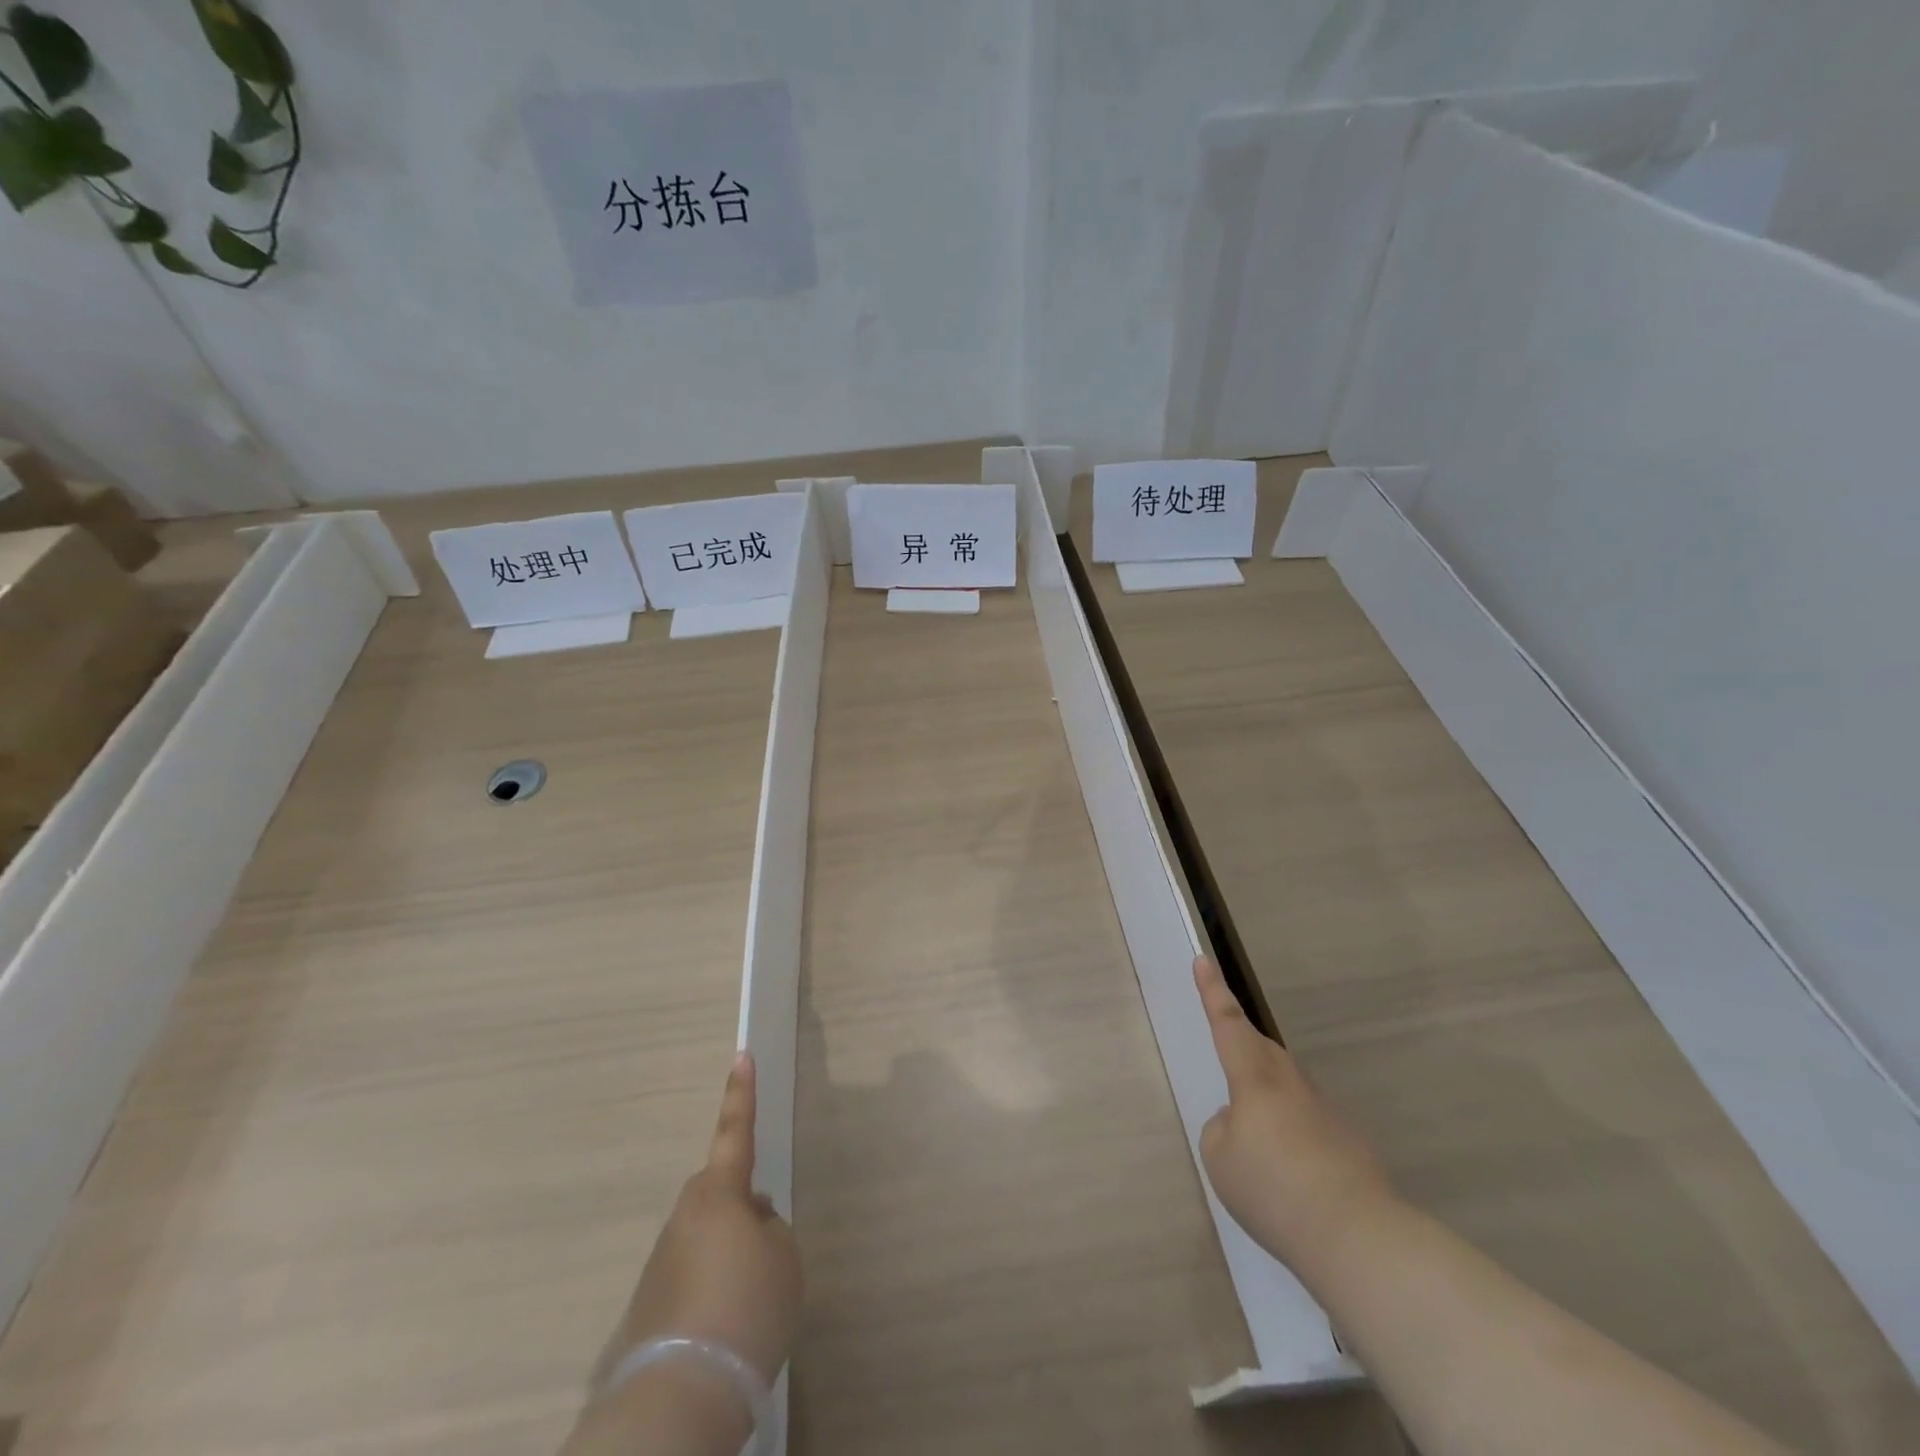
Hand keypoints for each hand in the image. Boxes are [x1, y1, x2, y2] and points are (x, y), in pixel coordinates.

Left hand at [599, 1053, 802, 1385]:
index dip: (742, 1093)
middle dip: (741, 1207)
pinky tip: (724, 1331)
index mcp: (720, 1193)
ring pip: (706, 1237)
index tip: (741, 1055)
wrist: (681, 1394)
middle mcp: (685, 1216)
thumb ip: (771, 1228)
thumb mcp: (784, 1259)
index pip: (736, 1130)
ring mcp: (662, 1260)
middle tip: (767, 1248)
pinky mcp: (648, 1303)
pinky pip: (690, 1278)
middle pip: (720, 1193)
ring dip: (727, 1255)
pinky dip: (710, 1292)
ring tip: (750, 1305)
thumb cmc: (747, 1308)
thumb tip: (750, 1225)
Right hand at [1194, 955, 1394, 1273]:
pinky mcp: (1349, 1142)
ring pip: (1287, 1085)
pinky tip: (1290, 1174)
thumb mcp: (1220, 1158)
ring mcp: (1325, 1111)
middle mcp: (1291, 1084)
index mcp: (1255, 1079)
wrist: (1357, 1236)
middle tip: (1227, 1048)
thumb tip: (1244, 1122)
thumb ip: (1223, 1129)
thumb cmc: (1274, 1188)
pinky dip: (1292, 1133)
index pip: (1227, 1024)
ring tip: (1256, 1136)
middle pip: (1262, 1049)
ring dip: (1267, 1095)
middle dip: (1241, 1042)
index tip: (1203, 960)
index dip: (1212, 992)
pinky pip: (1308, 1122)